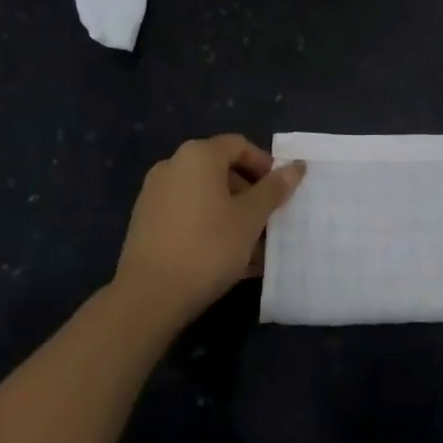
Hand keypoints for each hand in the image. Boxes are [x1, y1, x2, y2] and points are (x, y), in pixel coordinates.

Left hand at [114, 135, 305, 328]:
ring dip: (231, 213)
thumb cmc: (208, 246)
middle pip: (220, 169)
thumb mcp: (251, 217)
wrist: (148, 296)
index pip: (239, 146)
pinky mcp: (145, 222)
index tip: (281, 191)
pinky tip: (227, 257)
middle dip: (249, 192)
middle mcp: (172, 166)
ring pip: (205, 195)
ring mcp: (155, 194)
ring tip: (253, 245)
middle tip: (269, 218)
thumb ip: (274, 189)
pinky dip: (209, 226)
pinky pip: (187, 214)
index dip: (264, 165)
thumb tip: (296, 166)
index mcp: (198, 155)